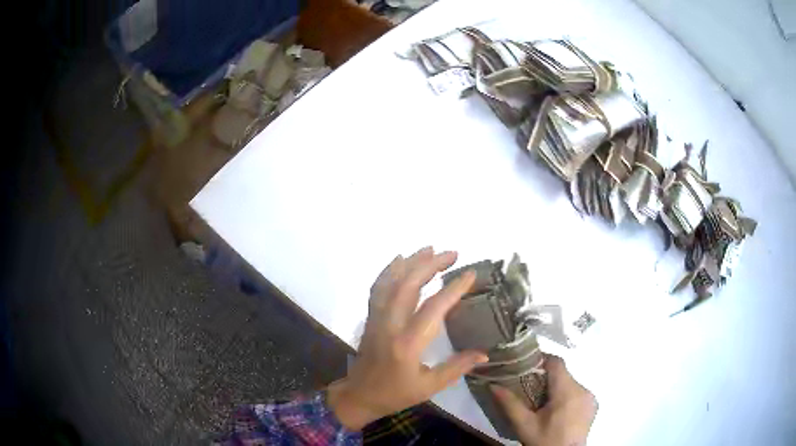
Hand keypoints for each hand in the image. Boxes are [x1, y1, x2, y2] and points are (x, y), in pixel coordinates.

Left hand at [327, 247, 488, 429]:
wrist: (359, 395)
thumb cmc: (396, 394)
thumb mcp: (430, 387)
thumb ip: (457, 367)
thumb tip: (484, 354)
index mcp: (408, 344)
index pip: (433, 309)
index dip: (453, 289)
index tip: (470, 274)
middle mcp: (390, 326)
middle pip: (408, 286)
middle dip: (431, 265)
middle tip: (452, 253)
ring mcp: (376, 319)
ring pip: (391, 282)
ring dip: (411, 262)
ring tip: (430, 248)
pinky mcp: (370, 317)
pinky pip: (378, 287)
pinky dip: (389, 270)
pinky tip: (400, 260)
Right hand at [492, 355, 596, 445]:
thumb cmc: (544, 441)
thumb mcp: (524, 425)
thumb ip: (510, 403)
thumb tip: (493, 385)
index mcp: (567, 392)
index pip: (556, 362)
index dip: (541, 360)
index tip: (526, 368)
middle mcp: (583, 389)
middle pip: (563, 373)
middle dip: (546, 378)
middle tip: (529, 390)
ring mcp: (591, 397)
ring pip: (570, 383)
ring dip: (557, 388)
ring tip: (542, 403)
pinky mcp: (594, 405)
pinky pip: (578, 392)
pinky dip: (567, 396)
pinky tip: (557, 411)